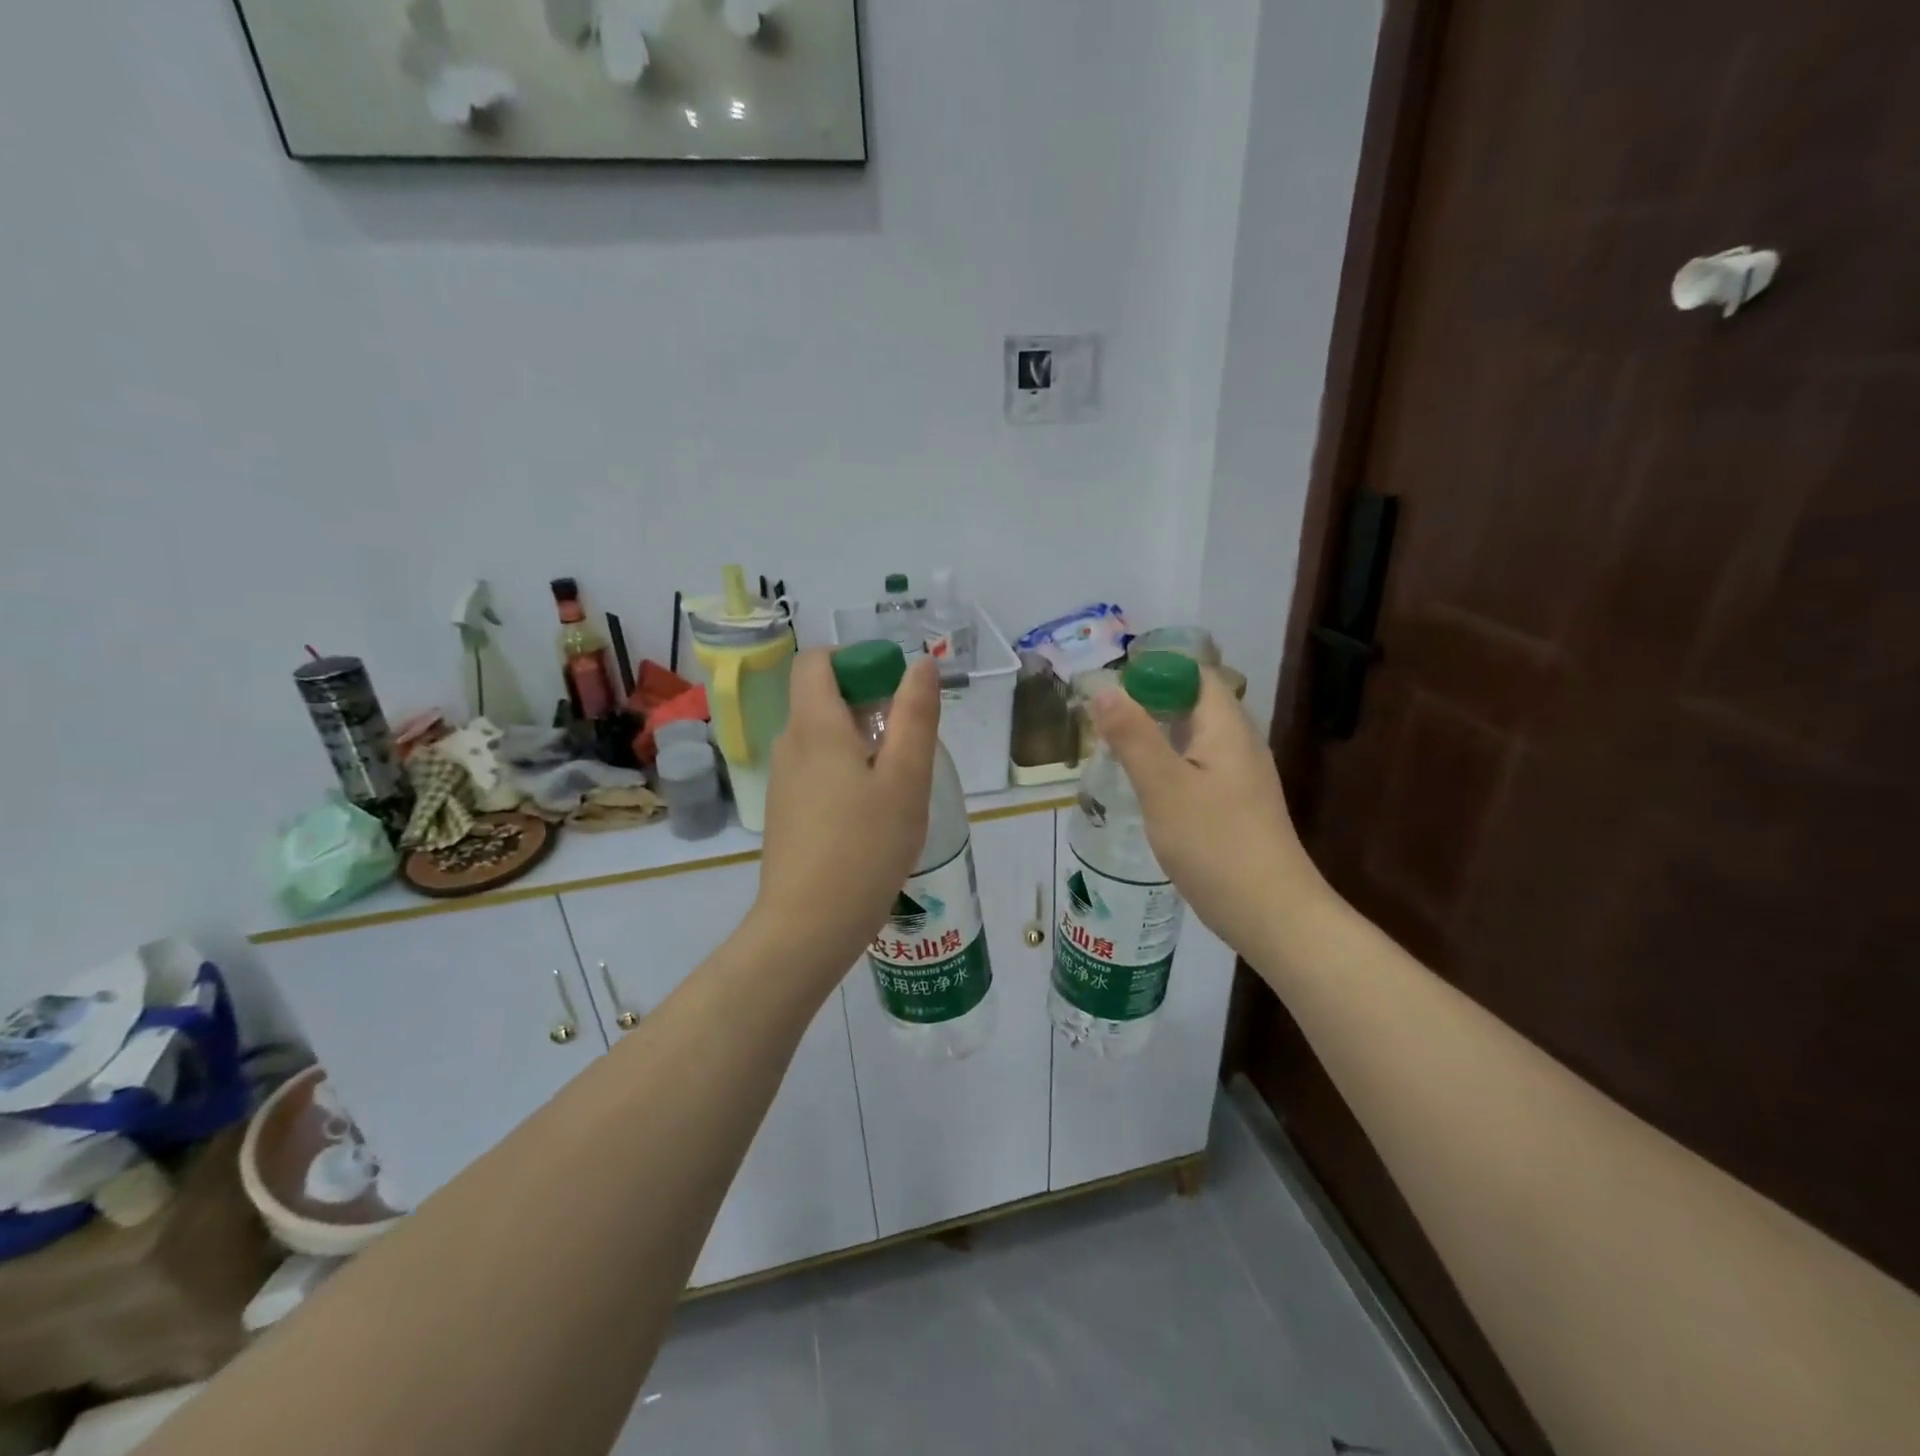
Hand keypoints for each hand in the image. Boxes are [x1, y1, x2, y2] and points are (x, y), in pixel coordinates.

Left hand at [749, 649, 938, 981]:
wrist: (808, 926)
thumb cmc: (865, 847)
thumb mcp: (906, 779)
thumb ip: (915, 717)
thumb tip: (919, 664)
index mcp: (814, 726)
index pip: (817, 661)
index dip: (856, 660)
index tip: (894, 688)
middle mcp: (790, 744)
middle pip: (821, 697)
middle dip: (868, 703)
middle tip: (909, 742)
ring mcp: (782, 780)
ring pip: (821, 736)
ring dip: (860, 740)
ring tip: (898, 783)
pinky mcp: (784, 811)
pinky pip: (816, 769)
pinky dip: (845, 770)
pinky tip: (872, 813)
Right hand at [1089, 669, 1322, 958]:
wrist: (1272, 914)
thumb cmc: (1215, 844)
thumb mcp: (1164, 786)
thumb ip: (1133, 736)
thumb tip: (1106, 688)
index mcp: (1227, 728)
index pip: (1195, 674)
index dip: (1155, 670)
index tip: (1112, 686)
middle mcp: (1239, 744)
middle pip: (1194, 704)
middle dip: (1149, 703)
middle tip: (1103, 719)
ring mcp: (1241, 777)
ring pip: (1194, 738)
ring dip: (1157, 736)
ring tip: (1114, 749)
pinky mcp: (1236, 806)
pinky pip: (1198, 768)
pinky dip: (1168, 765)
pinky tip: (1144, 787)